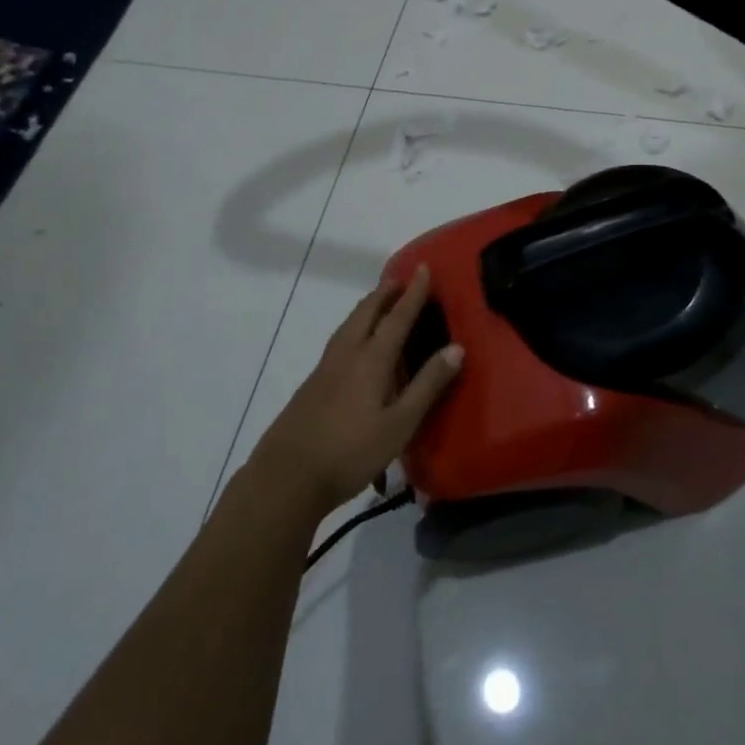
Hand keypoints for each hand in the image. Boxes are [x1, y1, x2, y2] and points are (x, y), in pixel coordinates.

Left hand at [248, 267, 463, 516]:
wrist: (287, 476)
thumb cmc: (350, 452)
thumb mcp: (399, 424)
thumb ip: (427, 385)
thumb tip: (456, 347)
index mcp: (371, 359)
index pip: (397, 317)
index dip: (413, 293)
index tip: (423, 268)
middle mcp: (347, 354)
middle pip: (366, 312)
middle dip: (385, 292)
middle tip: (401, 281)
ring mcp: (325, 368)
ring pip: (349, 324)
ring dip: (367, 307)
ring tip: (380, 304)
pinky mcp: (313, 383)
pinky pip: (340, 340)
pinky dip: (355, 327)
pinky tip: (357, 345)